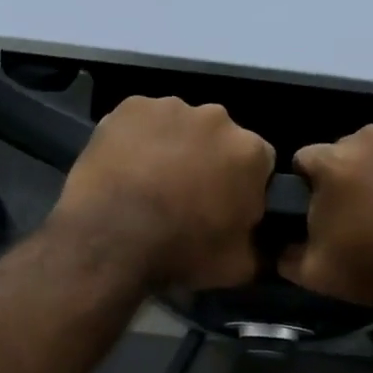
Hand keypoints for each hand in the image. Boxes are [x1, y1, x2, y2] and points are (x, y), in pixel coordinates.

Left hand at [53, 96, 274, 290]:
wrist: (111, 238)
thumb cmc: (182, 251)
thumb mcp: (239, 266)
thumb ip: (260, 246)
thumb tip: (262, 242)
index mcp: (251, 152)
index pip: (261, 163)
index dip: (244, 185)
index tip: (226, 206)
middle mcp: (217, 118)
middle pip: (220, 138)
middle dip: (209, 160)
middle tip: (186, 195)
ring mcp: (171, 107)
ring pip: (180, 126)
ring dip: (173, 147)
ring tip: (150, 183)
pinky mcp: (129, 107)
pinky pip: (141, 122)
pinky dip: (137, 139)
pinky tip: (125, 168)